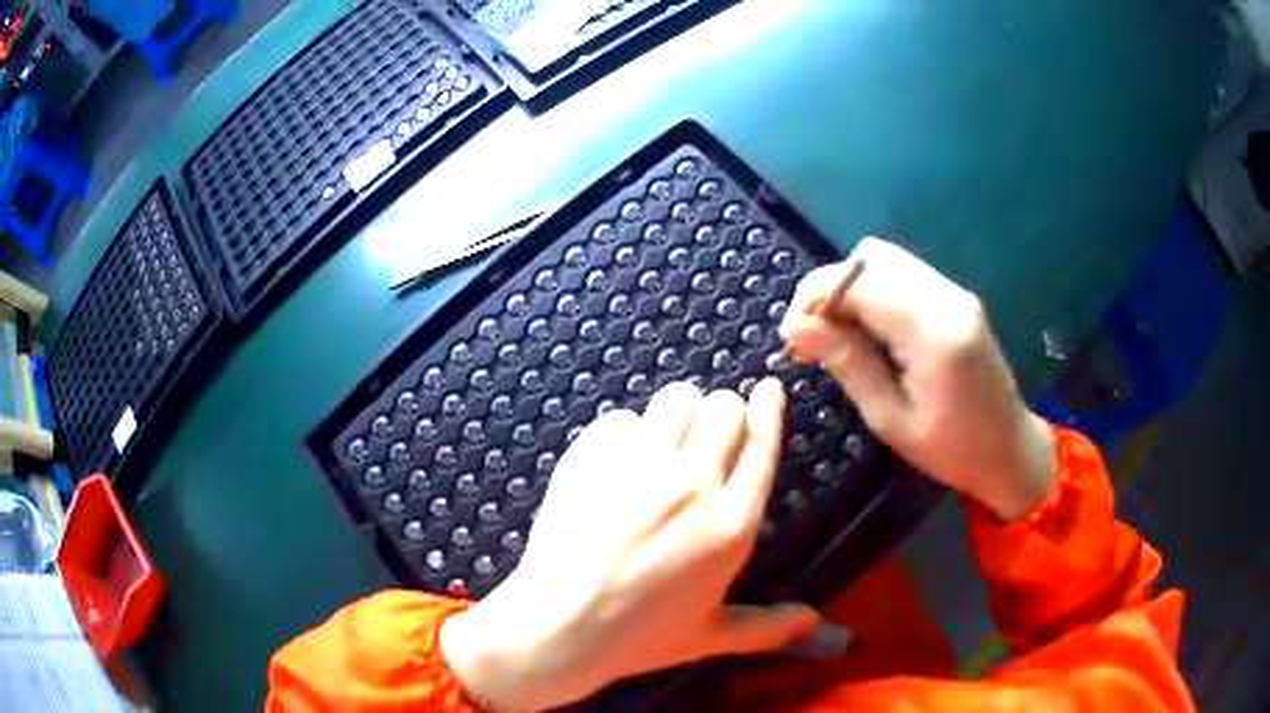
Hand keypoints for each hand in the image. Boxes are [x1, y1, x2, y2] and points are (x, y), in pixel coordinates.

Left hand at [440, 381, 818, 711]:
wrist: (558, 625)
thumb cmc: (639, 637)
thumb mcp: (709, 636)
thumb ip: (766, 626)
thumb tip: (812, 622)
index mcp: (732, 524)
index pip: (762, 444)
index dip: (768, 410)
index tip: (768, 389)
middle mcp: (693, 484)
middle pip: (723, 407)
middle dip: (721, 414)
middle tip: (704, 439)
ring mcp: (640, 465)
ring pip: (676, 398)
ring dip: (677, 413)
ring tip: (662, 440)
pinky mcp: (593, 455)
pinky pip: (619, 418)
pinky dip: (622, 435)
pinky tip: (612, 465)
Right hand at [779, 237, 1055, 521]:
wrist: (1010, 449)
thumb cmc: (951, 451)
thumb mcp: (891, 420)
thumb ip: (848, 363)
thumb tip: (796, 327)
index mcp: (934, 333)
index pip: (861, 282)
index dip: (816, 298)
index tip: (792, 337)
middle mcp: (947, 297)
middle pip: (871, 257)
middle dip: (828, 287)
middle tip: (811, 335)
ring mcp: (955, 292)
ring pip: (884, 260)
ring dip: (849, 287)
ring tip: (834, 334)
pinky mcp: (956, 297)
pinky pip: (902, 275)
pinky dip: (871, 292)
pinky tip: (864, 329)